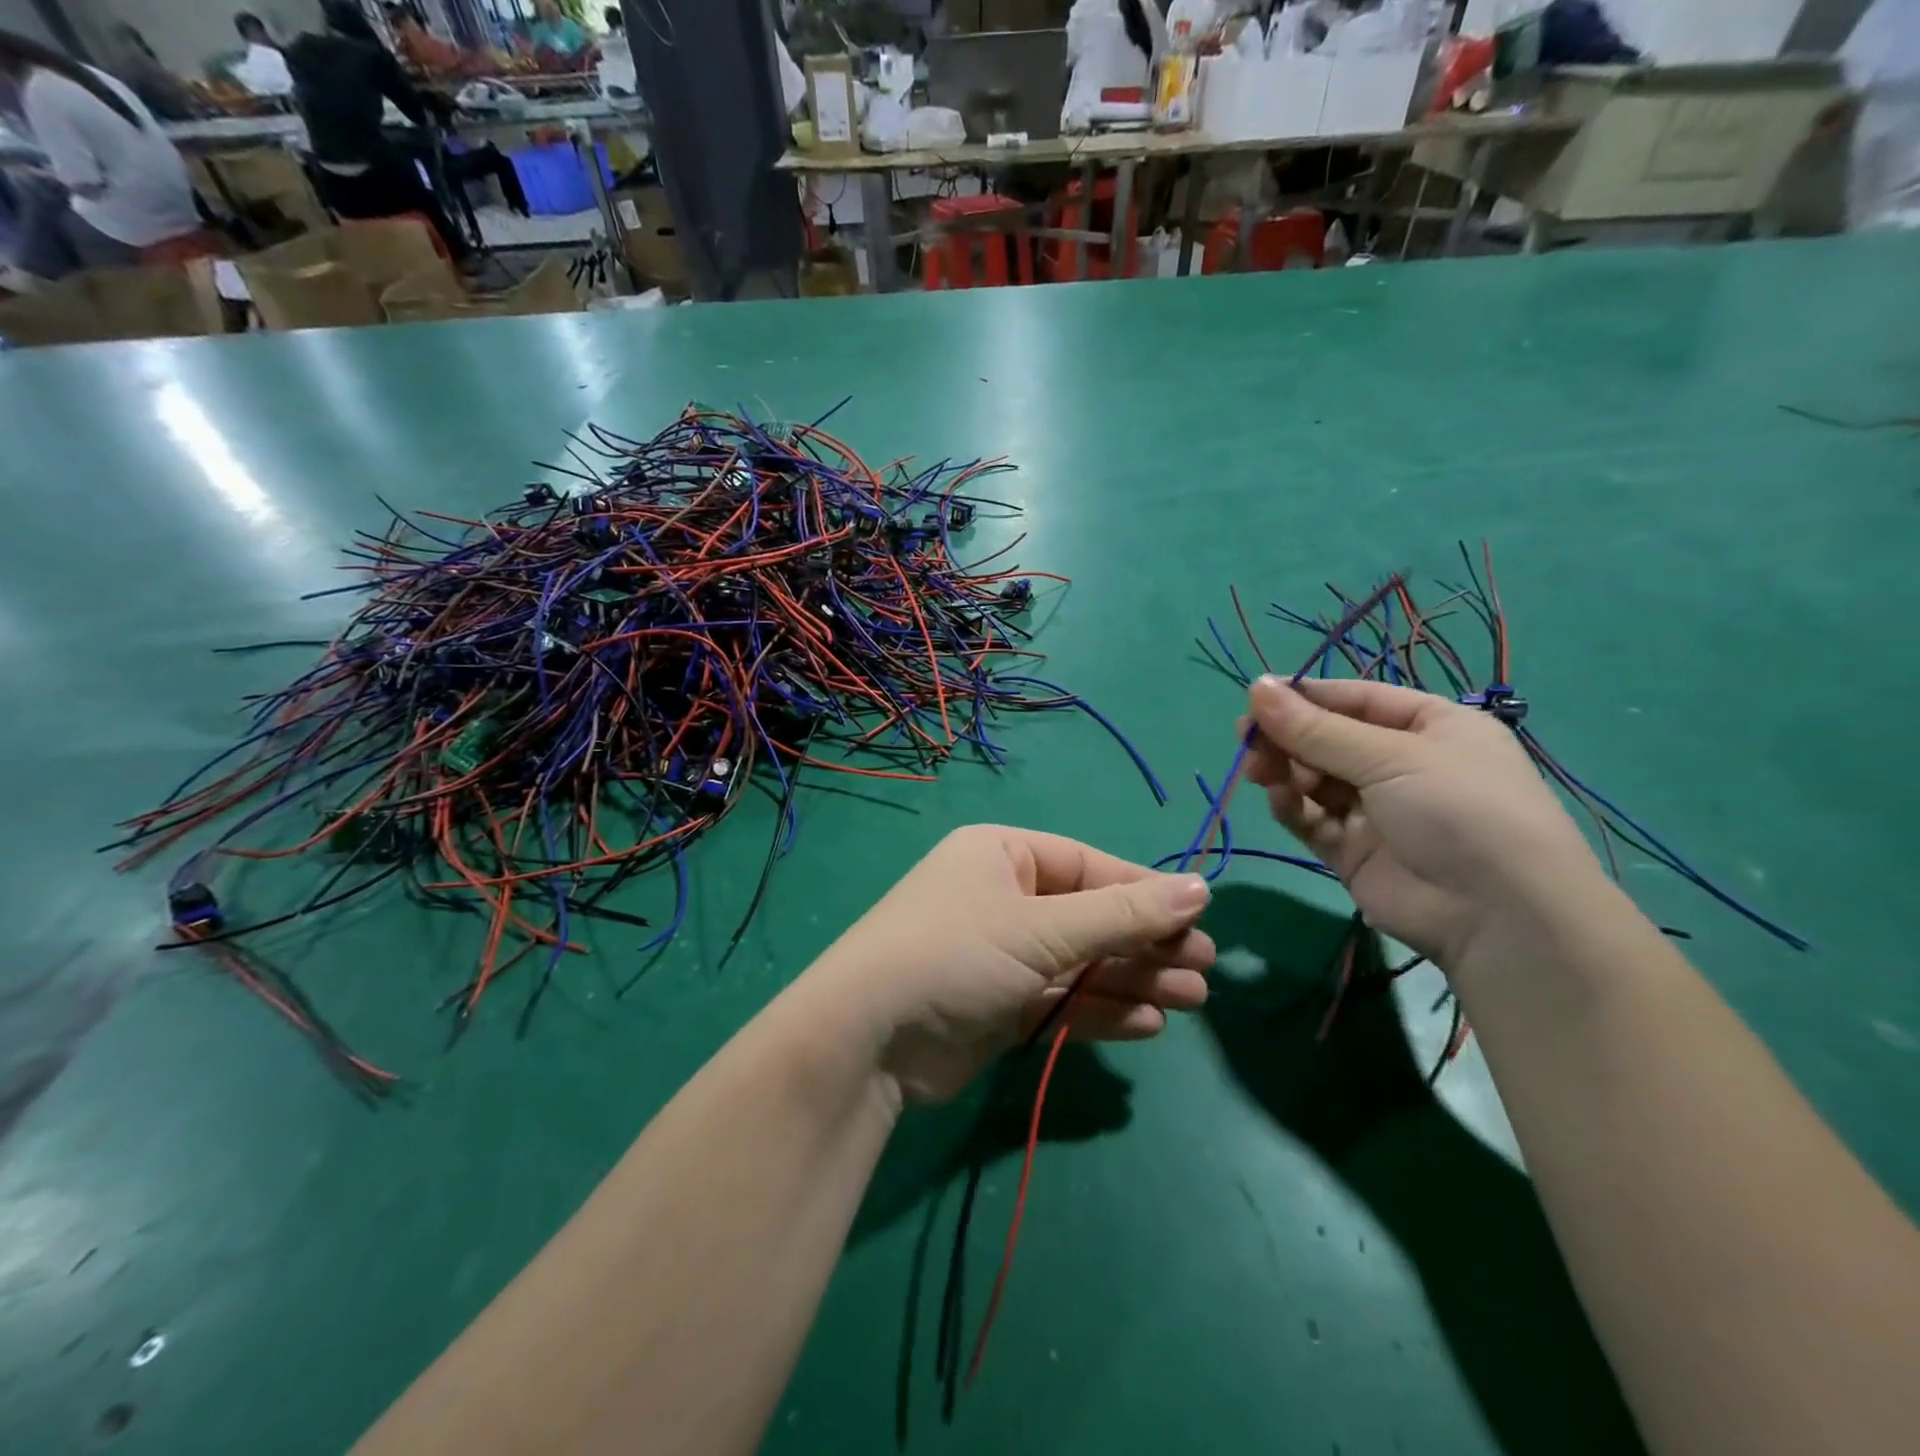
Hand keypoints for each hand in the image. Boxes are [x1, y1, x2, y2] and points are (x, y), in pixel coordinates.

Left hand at [801, 826, 1214, 1103]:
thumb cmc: (957, 953)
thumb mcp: (1042, 928)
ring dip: (1133, 980)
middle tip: (1204, 968)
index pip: (1089, 866)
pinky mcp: (999, 1006)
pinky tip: (1147, 1024)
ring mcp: (1000, 955)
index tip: (1200, 916)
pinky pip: (1061, 1001)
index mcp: (1003, 855)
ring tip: (1191, 999)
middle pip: (1090, 916)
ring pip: (1081, 963)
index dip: (1145, 891)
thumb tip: (1201, 888)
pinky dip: (1101, 1012)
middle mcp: (1002, 899)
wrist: (868, 1039)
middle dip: (1145, 942)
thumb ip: (1122, 913)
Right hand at [1245, 676, 1600, 966]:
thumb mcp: (1390, 757)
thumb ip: (1315, 729)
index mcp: (1429, 726)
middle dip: (1287, 737)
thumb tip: (1254, 686)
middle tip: (1246, 739)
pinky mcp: (1354, 851)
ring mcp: (1376, 810)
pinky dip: (1293, 808)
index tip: (1255, 699)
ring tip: (1259, 771)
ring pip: (1314, 779)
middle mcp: (1402, 764)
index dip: (1305, 697)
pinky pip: (1313, 820)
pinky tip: (1281, 801)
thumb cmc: (1458, 808)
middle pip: (1328, 740)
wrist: (1497, 915)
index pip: (1355, 700)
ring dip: (1285, 771)